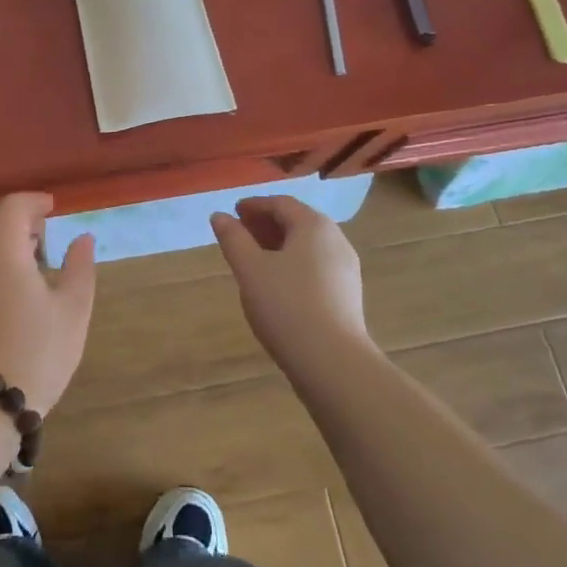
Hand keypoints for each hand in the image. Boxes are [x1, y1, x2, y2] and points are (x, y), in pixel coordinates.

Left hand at [0, 193, 96, 415]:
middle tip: (43, 232)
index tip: (54, 207)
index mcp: (2, 252)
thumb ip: (79, 268)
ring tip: (34, 260)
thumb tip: (81, 238)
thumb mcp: (73, 311)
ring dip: (2, 238)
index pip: (12, 207)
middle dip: (14, 216)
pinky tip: (16, 285)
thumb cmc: (36, 353)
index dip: (33, 201)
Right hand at [211, 195, 371, 373]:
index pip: (281, 204)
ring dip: (279, 245)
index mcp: (314, 226)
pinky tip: (276, 284)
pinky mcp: (347, 296)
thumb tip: (219, 216)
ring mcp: (346, 269)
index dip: (255, 205)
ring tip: (254, 259)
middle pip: (297, 222)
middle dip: (266, 224)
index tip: (233, 212)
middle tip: (240, 233)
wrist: (333, 363)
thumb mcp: (250, 269)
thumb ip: (233, 238)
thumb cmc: (287, 306)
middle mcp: (336, 240)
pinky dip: (293, 264)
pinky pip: (316, 267)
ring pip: (307, 246)